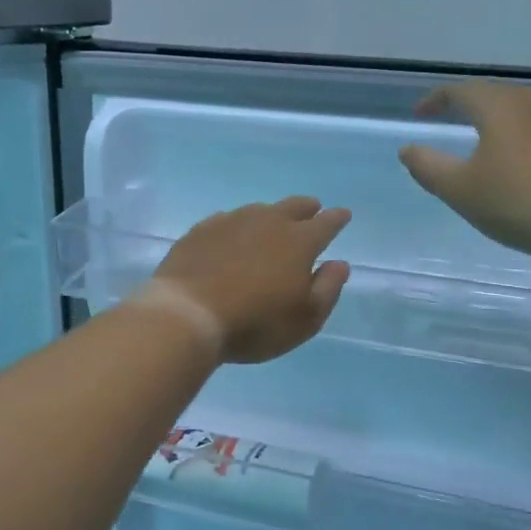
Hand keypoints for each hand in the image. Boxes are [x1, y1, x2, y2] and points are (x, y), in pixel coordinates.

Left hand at [154, 197, 351, 363]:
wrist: (187, 315)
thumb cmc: (256, 322)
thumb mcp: (306, 318)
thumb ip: (328, 288)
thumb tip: (339, 264)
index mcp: (299, 241)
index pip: (326, 223)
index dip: (337, 219)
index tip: (343, 214)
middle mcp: (268, 222)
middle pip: (293, 207)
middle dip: (307, 208)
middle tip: (312, 209)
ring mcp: (231, 222)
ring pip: (259, 210)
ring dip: (271, 215)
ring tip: (272, 224)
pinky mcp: (201, 231)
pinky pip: (227, 220)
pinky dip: (237, 226)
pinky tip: (232, 235)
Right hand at [398, 82, 530, 259]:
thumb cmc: (517, 201)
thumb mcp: (460, 189)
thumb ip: (428, 166)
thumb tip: (407, 149)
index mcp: (498, 106)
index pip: (459, 91)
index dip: (435, 100)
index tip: (420, 115)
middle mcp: (530, 102)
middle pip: (491, 94)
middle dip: (466, 105)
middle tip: (449, 120)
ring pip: (517, 109)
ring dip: (494, 119)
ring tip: (480, 140)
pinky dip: (518, 135)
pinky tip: (517, 159)